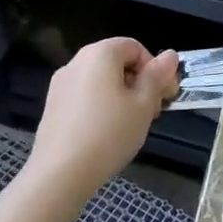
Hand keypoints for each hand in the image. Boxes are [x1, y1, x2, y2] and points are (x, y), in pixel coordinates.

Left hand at [25, 38, 177, 198]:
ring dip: (122, 96)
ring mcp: (60, 85)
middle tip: (152, 112)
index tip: (164, 95)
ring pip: (101, 81)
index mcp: (100, 54)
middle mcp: (76, 62)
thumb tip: (170, 55)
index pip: (135, 47)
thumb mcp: (143, 104)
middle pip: (117, 62)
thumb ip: (157, 76)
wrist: (59, 174)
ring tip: (131, 125)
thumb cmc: (109, 133)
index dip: (155, 68)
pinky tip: (107, 134)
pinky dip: (101, 106)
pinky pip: (85, 96)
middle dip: (139, 83)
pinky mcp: (52, 107)